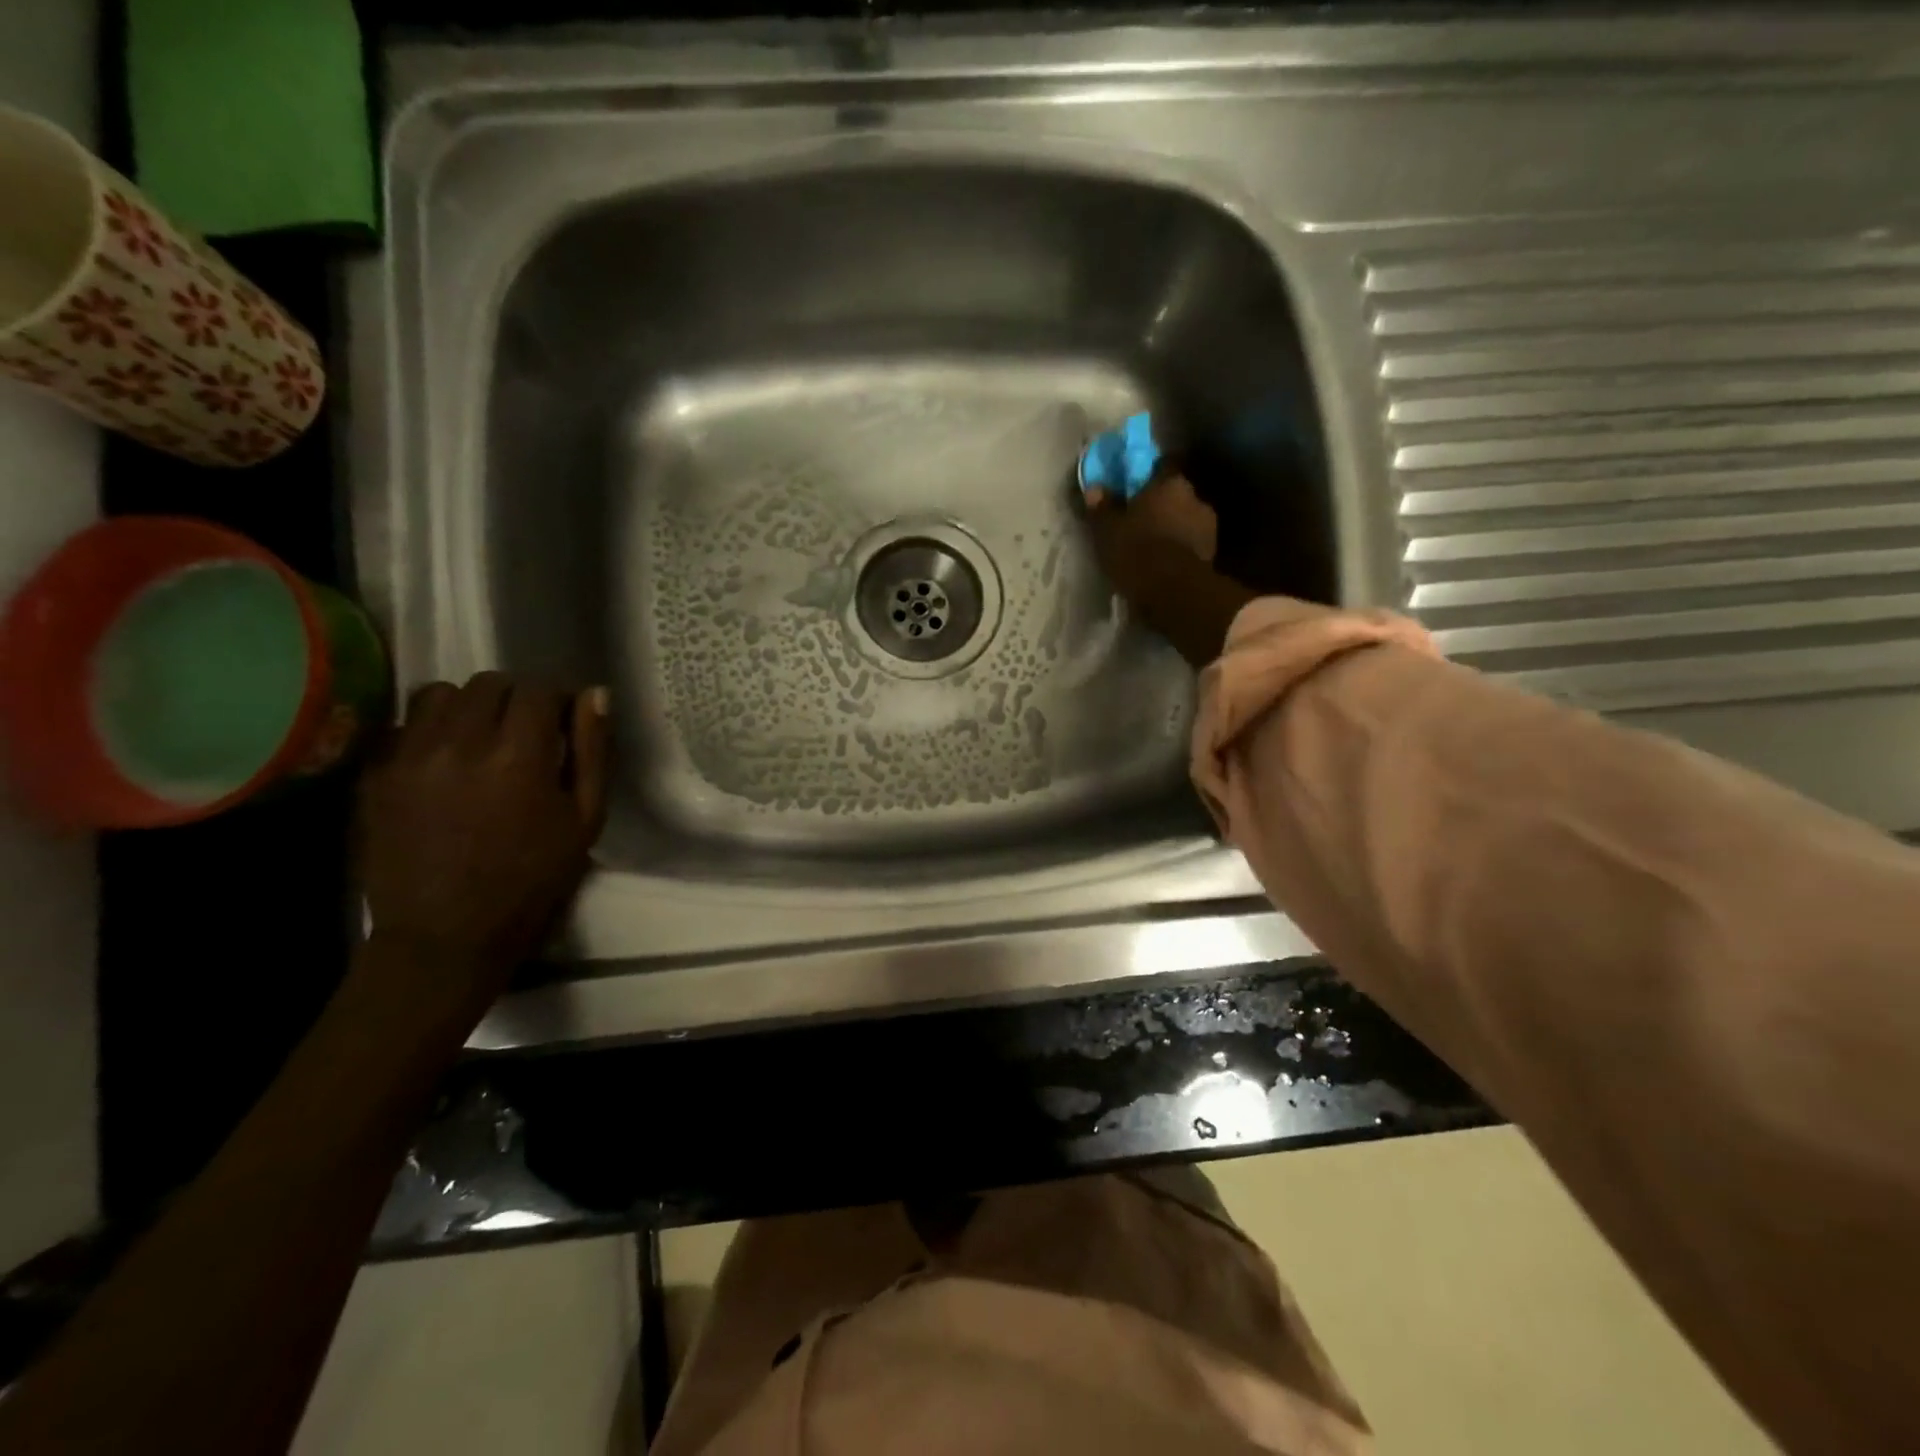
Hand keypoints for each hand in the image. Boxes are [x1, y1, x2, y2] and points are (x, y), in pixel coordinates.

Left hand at [359, 673, 609, 1004]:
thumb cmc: (532, 879)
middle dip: (514, 698)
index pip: (538, 689)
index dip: (555, 699)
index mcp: (520, 757)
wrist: (447, 934)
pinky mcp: (375, 775)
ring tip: (478, 739)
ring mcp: (409, 757)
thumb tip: (595, 694)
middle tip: (524, 732)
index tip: (561, 722)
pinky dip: (427, 731)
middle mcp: (460, 743)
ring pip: (439, 694)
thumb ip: (592, 752)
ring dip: (467, 706)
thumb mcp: (585, 819)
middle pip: (489, 683)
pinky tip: (442, 761)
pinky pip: (402, 725)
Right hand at [1082, 474, 1250, 668]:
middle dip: (1159, 505)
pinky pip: (1190, 544)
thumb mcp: (1107, 531)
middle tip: (1139, 521)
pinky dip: (1179, 550)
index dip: (1146, 475)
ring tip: (1152, 547)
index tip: (1133, 487)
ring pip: (1184, 520)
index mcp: (1171, 482)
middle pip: (1175, 495)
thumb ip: (1102, 508)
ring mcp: (1209, 526)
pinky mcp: (1213, 554)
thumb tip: (1095, 489)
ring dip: (1171, 529)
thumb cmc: (1137, 552)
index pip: (1161, 465)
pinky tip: (1164, 563)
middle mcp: (1195, 497)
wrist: (1174, 593)